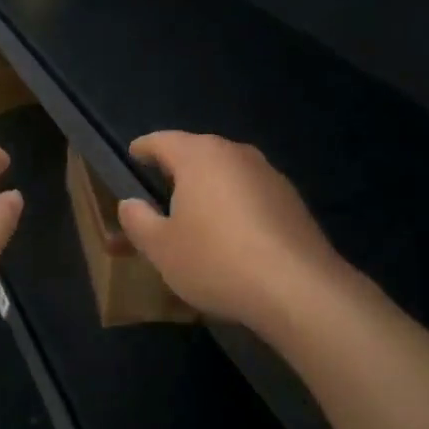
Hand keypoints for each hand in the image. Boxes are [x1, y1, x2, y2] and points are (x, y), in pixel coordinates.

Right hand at [117, 132, 350, 333]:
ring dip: (209, 187)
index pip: (162, 140)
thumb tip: (130, 203)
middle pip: (198, 152)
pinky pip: (251, 193)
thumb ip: (138, 221)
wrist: (298, 288)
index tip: (133, 155)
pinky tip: (233, 235)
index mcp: (199, 155)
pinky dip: (235, 205)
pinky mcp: (291, 200)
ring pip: (227, 172)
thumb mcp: (161, 248)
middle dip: (177, 168)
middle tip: (159, 189)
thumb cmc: (216, 260)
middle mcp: (235, 153)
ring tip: (196, 215)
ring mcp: (269, 174)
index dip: (143, 148)